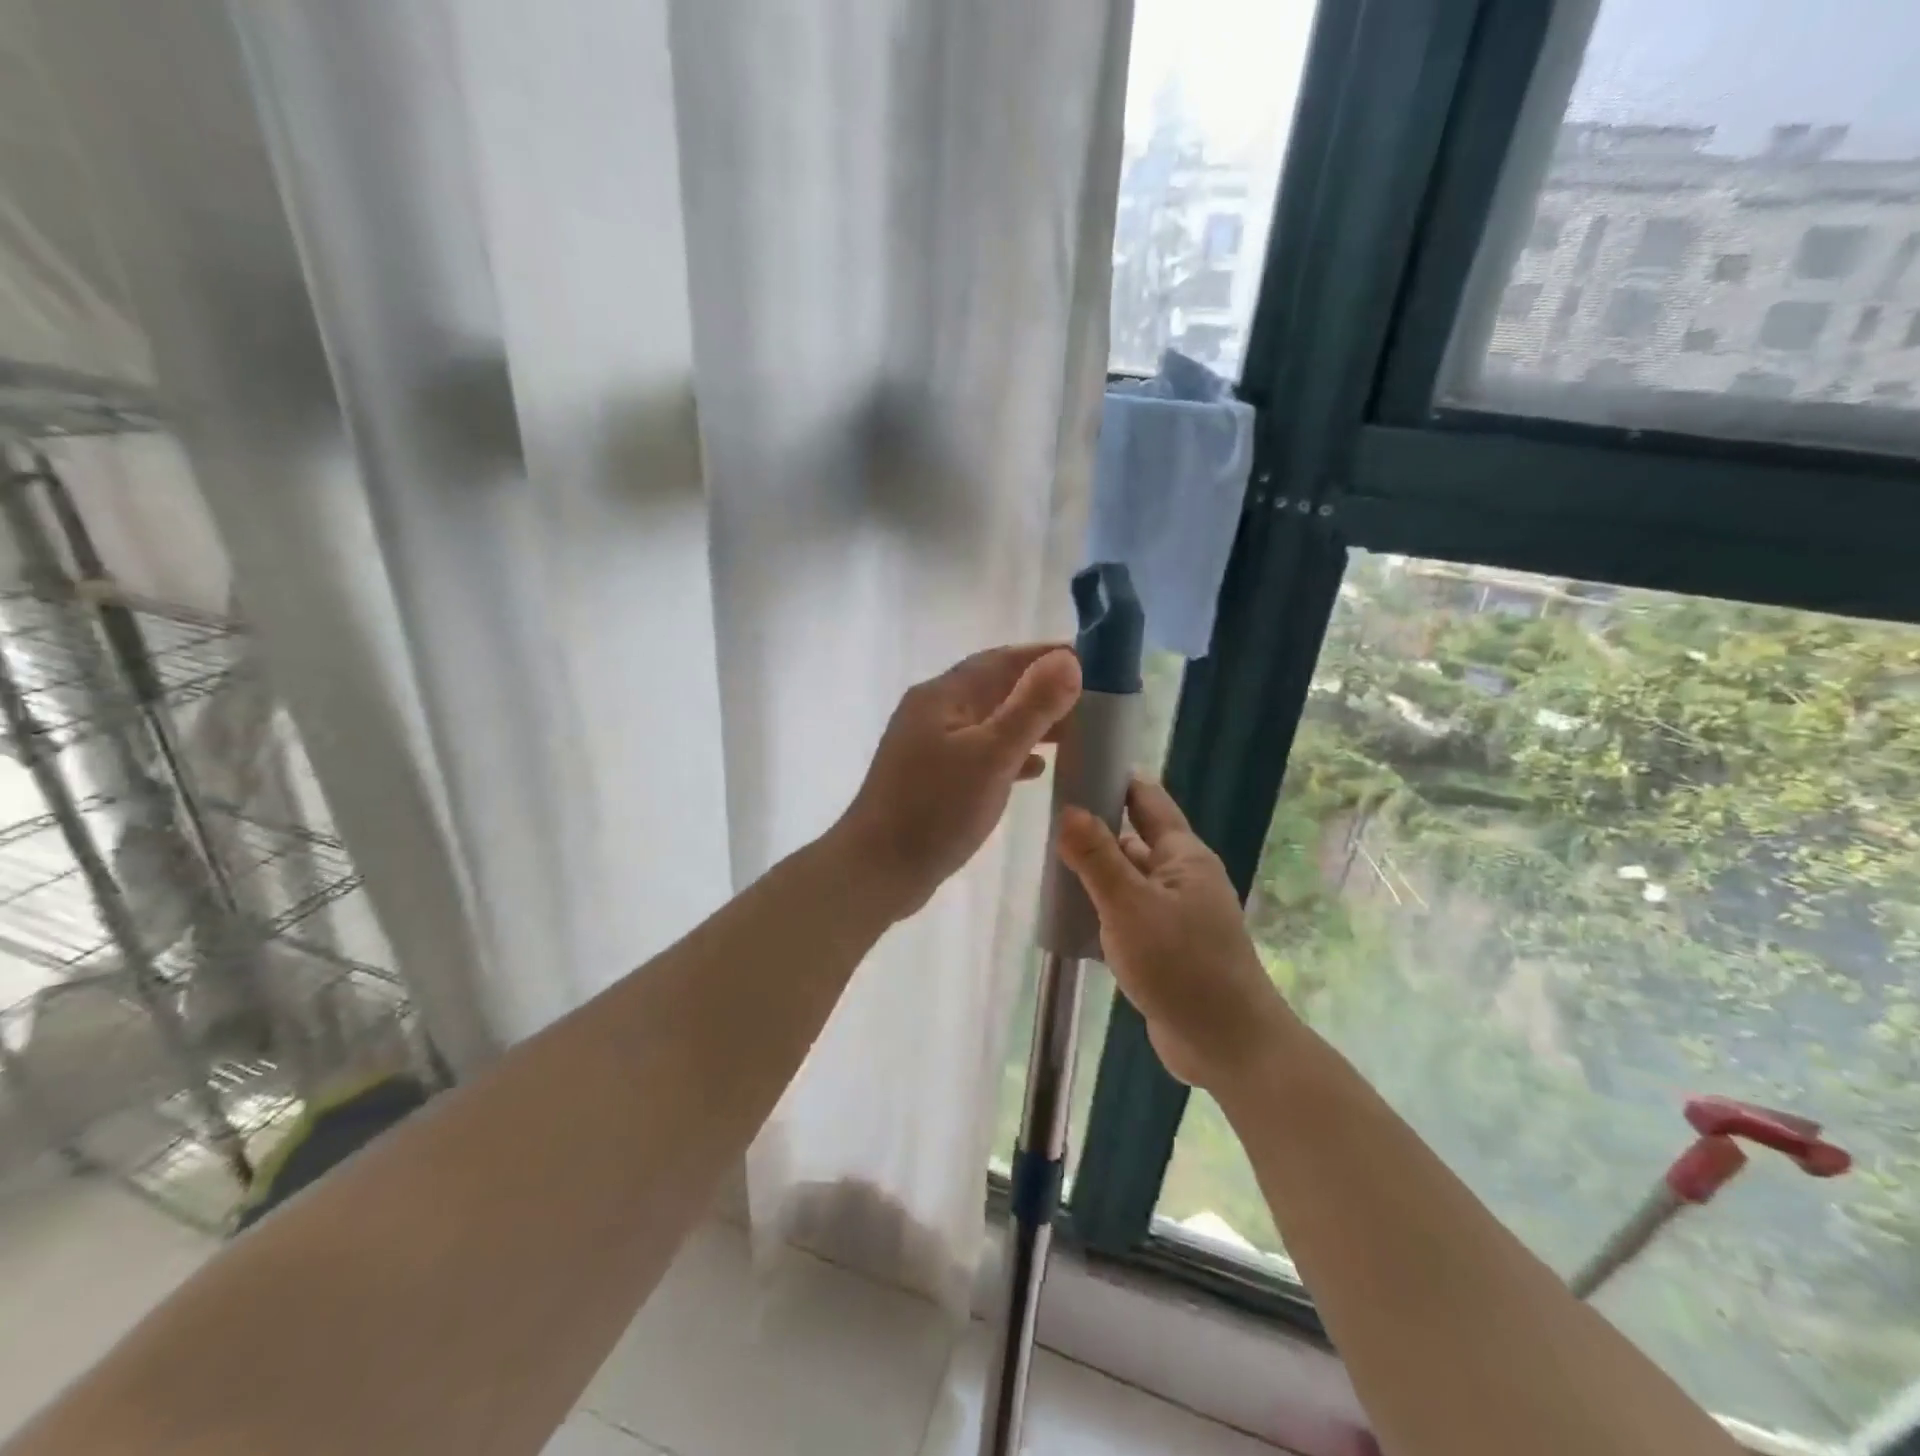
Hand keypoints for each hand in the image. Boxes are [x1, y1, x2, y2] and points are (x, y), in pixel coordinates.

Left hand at [837, 644, 1081, 918]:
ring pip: (989, 722)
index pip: (1001, 660)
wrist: (877, 871)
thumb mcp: (991, 755)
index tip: (1093, 659)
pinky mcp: (932, 779)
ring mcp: (929, 747)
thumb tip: (1068, 659)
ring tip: (1074, 731)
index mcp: (942, 696)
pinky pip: (980, 753)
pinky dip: (1010, 754)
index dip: (1046, 655)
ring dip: (1029, 722)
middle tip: (1092, 699)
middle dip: (1041, 690)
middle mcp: (933, 712)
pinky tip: (1036, 770)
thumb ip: (1032, 707)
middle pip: (995, 688)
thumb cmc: (935, 810)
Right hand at [1057, 778, 1292, 1093]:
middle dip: (1096, 825)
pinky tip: (1070, 910)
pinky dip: (1102, 905)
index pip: (1146, 800)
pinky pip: (1128, 911)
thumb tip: (1068, 808)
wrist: (1226, 1045)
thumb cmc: (1181, 965)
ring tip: (1047, 857)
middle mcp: (1182, 877)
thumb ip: (1097, 857)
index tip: (1073, 766)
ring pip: (1128, 877)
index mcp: (1183, 856)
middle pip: (1134, 837)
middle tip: (1044, 814)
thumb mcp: (1130, 906)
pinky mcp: (1165, 946)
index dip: (1114, 779)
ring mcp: (1174, 913)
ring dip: (1097, 869)